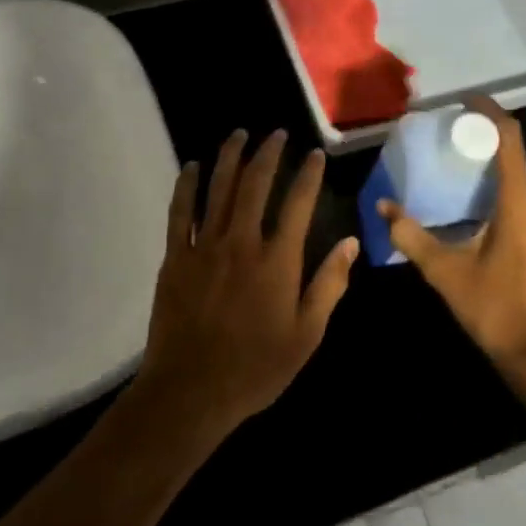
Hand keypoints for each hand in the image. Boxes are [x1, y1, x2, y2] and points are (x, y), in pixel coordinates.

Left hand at [136, 129, 358, 437]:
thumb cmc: (256, 368)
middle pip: (255, 185)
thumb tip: (350, 243)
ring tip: (239, 135)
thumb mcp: (307, 334)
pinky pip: (179, 212)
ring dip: (229, 157)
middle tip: (276, 134)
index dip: (308, 175)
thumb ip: (329, 285)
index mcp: (277, 261)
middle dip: (267, 154)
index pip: (298, 204)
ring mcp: (204, 247)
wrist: (192, 391)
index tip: (314, 154)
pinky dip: (186, 186)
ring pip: (218, 189)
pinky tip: (191, 167)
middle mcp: (241, 242)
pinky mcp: (175, 258)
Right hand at [379, 99, 525, 388]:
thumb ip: (413, 236)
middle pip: (517, 162)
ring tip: (465, 183)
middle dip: (487, 151)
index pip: (510, 139)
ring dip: (499, 179)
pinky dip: (513, 199)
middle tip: (452, 150)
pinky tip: (489, 217)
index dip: (489, 113)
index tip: (465, 102)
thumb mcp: (448, 274)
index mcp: (524, 204)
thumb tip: (384, 208)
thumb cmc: (498, 312)